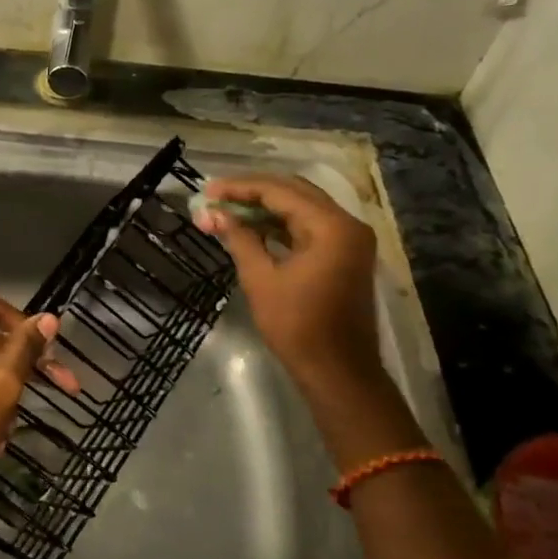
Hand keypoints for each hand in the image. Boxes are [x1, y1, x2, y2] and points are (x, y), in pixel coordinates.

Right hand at [193, 175, 382, 391]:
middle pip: (295, 192)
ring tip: (227, 208)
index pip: (280, 192)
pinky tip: (252, 226)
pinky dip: (281, 224)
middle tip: (216, 195)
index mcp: (331, 227)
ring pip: (302, 207)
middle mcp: (347, 224)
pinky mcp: (345, 254)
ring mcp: (349, 239)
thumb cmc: (297, 327)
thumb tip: (212, 214)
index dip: (241, 188)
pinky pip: (309, 226)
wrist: (338, 371)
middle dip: (253, 191)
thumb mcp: (261, 279)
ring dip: (265, 207)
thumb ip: (239, 239)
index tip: (208, 190)